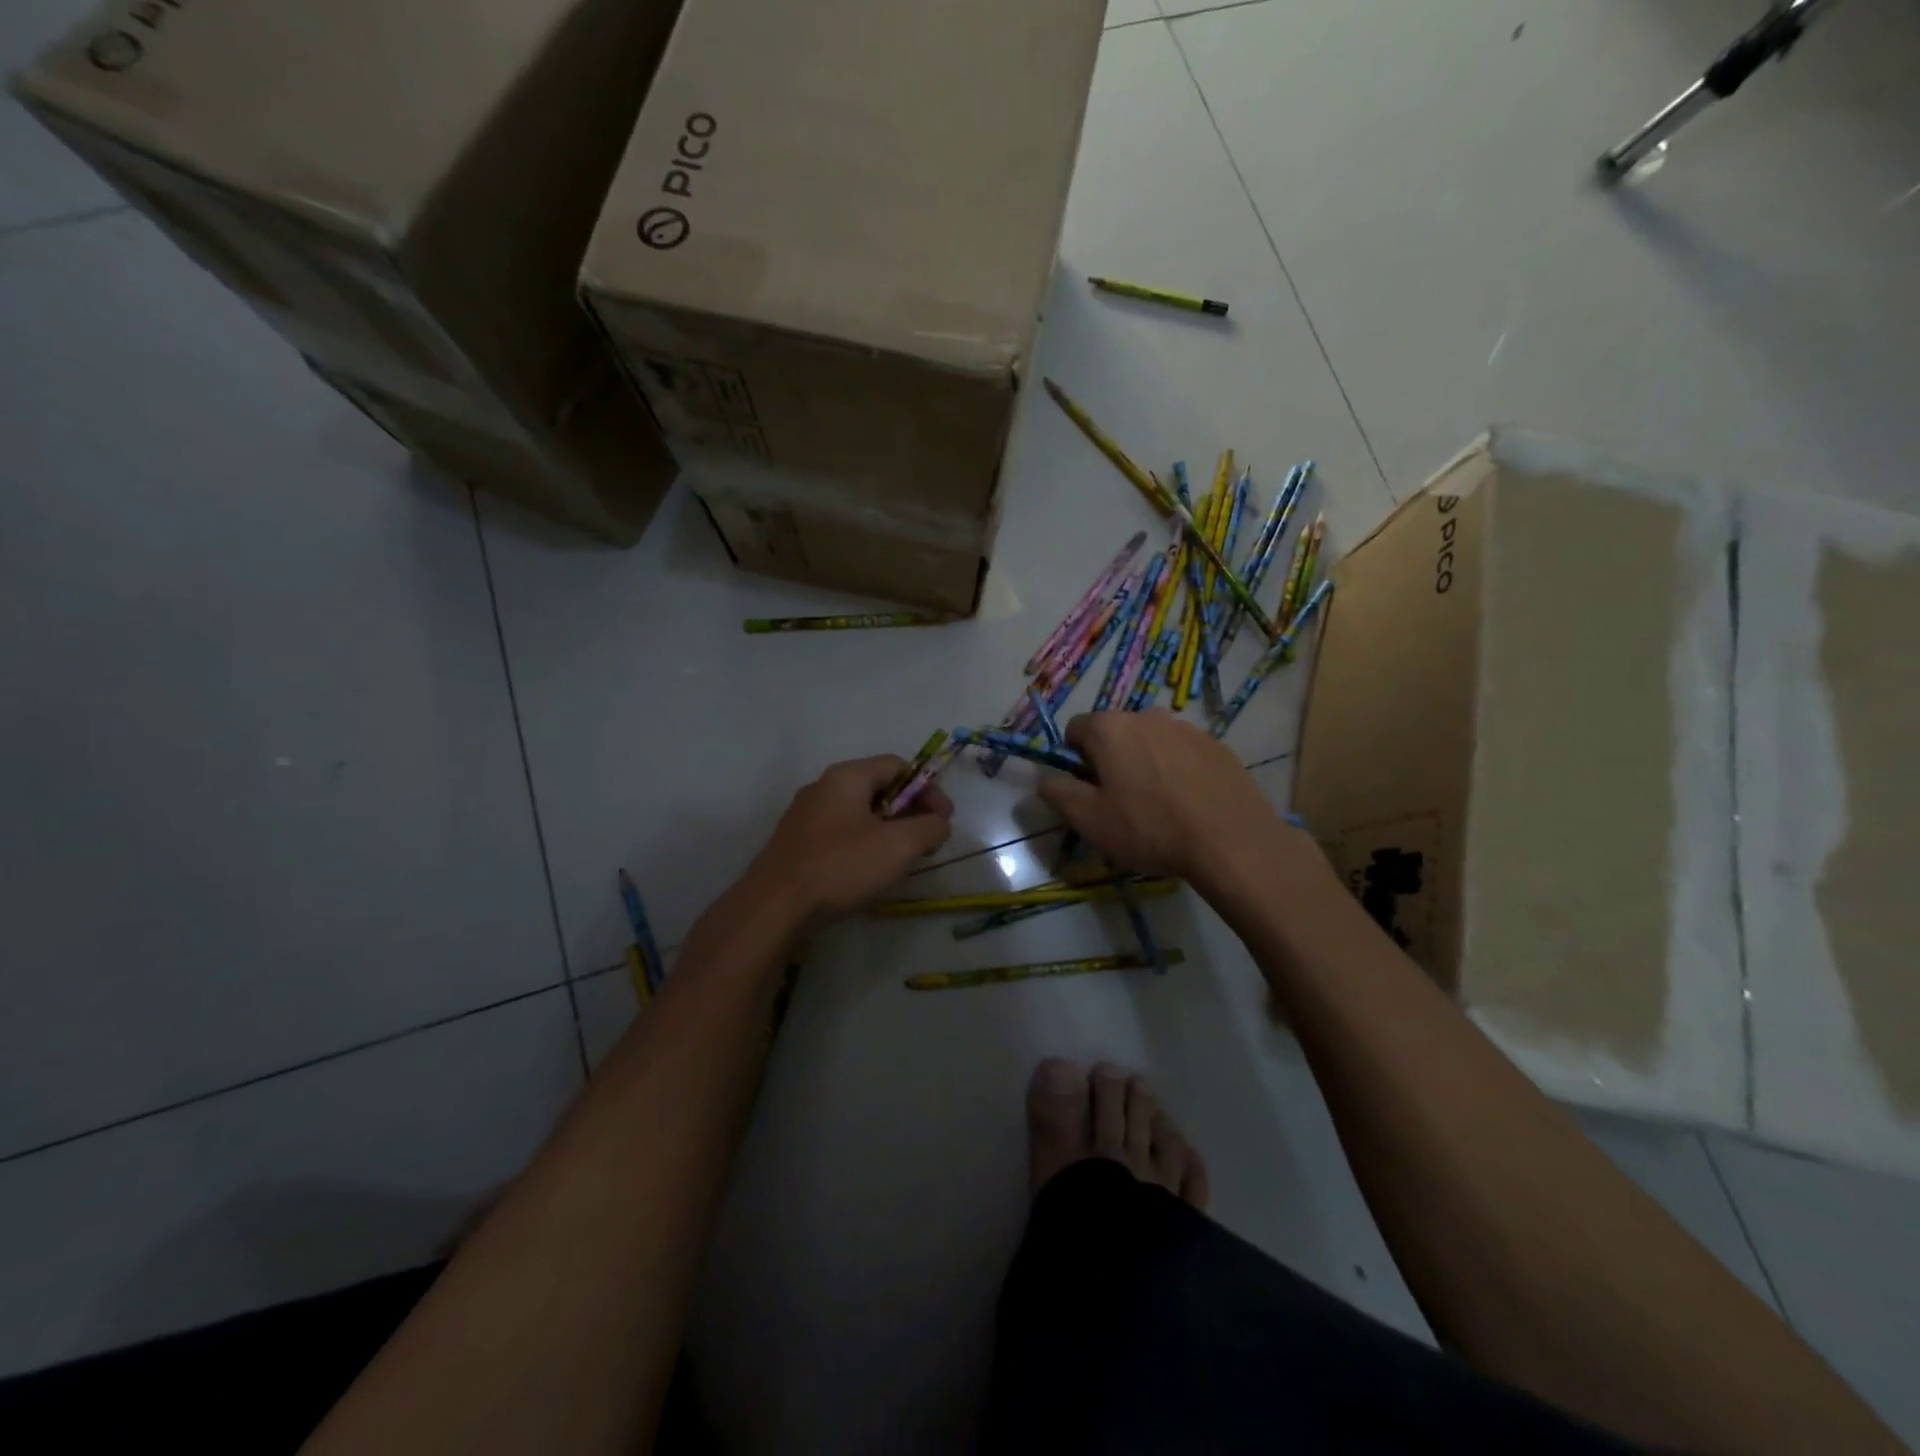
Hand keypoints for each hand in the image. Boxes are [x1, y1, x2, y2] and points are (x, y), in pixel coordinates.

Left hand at [743, 755, 954, 931]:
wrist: (774, 908)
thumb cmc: (841, 867)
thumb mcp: (898, 846)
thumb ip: (929, 828)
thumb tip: (939, 823)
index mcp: (846, 777)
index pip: (898, 766)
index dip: (928, 789)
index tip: (944, 821)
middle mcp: (822, 788)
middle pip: (878, 789)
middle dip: (909, 813)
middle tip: (926, 842)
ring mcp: (804, 817)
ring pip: (858, 814)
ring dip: (887, 832)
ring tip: (901, 861)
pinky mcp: (795, 845)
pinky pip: (839, 835)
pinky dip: (863, 847)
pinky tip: (867, 875)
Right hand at [1037, 710, 1297, 886]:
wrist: (1231, 841)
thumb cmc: (1149, 828)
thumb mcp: (1089, 820)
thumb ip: (1057, 793)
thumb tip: (1046, 779)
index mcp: (1110, 727)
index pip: (1075, 730)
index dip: (1074, 761)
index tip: (1088, 791)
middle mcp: (1147, 715)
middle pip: (1114, 733)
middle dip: (1111, 760)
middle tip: (1121, 802)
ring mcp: (1186, 728)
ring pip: (1150, 742)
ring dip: (1145, 764)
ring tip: (1159, 806)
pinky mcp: (1216, 745)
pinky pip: (1182, 753)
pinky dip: (1177, 771)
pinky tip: (1188, 804)